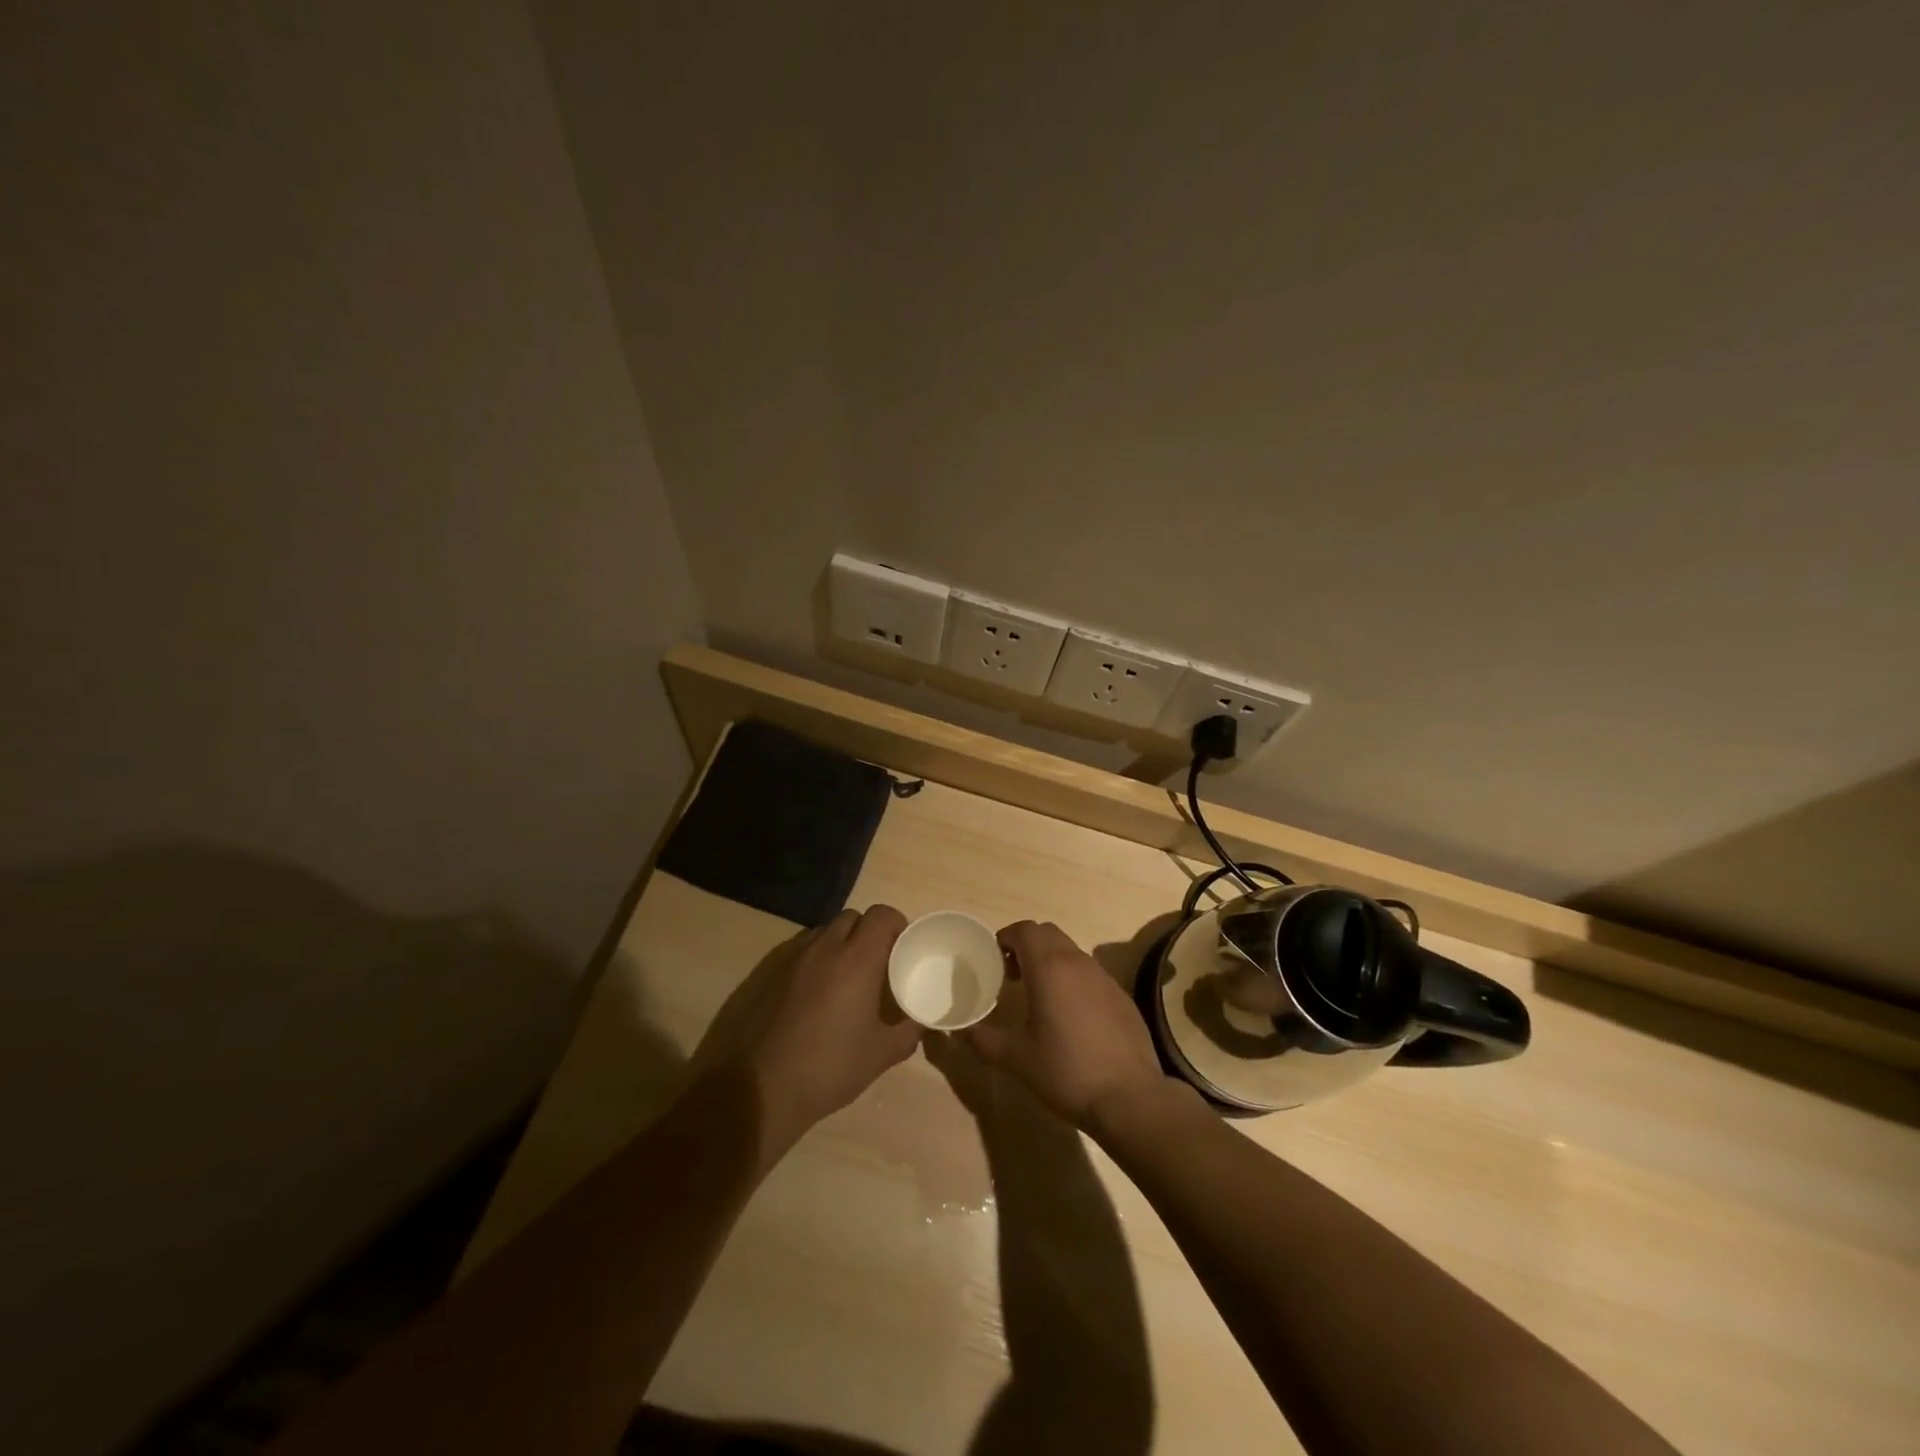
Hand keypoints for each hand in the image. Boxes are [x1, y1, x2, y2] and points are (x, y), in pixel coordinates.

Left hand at [693, 905, 919, 1165]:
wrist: (755, 1090)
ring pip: (822, 933)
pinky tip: (811, 998)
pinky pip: (797, 952)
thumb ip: (908, 1032)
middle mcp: (823, 947)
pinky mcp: (764, 972)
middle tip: (875, 967)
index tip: (901, 949)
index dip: (896, 925)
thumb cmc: (827, 1069)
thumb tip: (919, 1022)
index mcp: (856, 959)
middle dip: (867, 934)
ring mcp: (789, 957)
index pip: (882, 915)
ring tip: (842, 982)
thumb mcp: (880, 1055)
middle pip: (852, 918)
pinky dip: (811, 962)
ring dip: (838, 946)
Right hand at [963, 920, 1169, 1133]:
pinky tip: (1071, 1016)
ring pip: (1071, 951)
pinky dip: (1073, 979)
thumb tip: (960, 1031)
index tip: (994, 960)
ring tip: (1039, 995)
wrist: (1130, 1097)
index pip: (1025, 930)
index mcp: (1050, 968)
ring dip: (1050, 961)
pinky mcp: (1121, 996)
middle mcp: (1078, 963)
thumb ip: (984, 1040)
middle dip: (1027, 945)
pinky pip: (1090, 973)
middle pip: (1048, 933)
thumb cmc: (1067, 1072)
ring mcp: (1104, 977)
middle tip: (1012, 975)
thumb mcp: (1017, 1059)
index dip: (1006, 937)